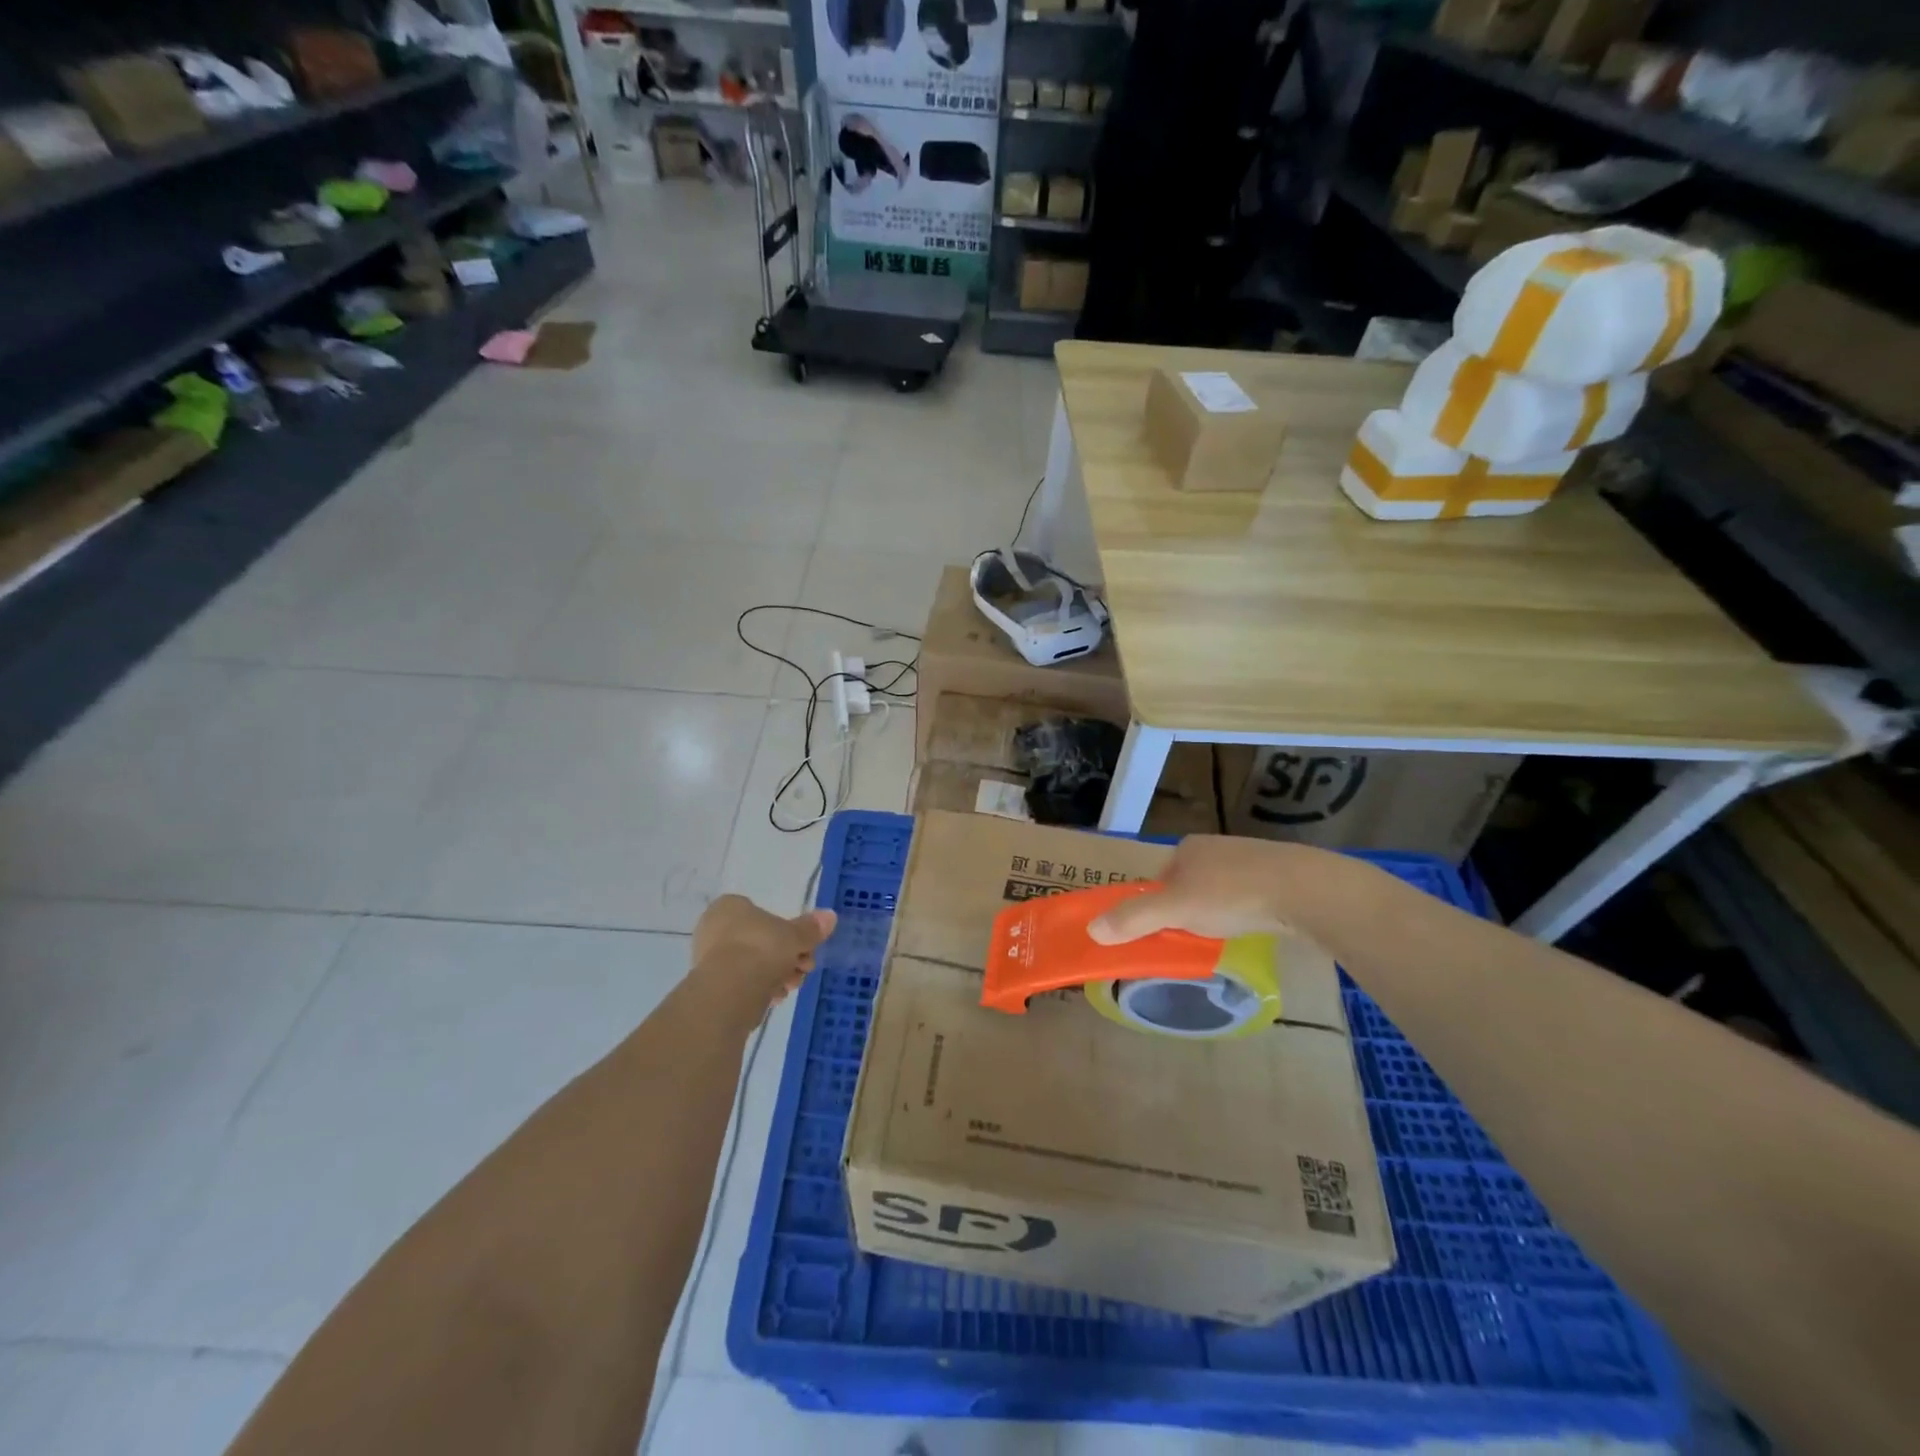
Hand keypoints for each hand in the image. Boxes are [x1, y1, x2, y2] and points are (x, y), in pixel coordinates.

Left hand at [692, 895, 836, 1004]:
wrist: (730, 989)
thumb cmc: (762, 948)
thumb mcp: (795, 935)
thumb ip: (811, 928)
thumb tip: (830, 916)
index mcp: (730, 907)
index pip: (763, 915)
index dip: (787, 932)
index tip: (804, 947)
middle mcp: (714, 928)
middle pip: (761, 941)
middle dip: (786, 957)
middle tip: (804, 969)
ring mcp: (709, 959)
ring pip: (753, 964)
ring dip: (776, 975)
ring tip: (791, 986)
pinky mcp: (710, 987)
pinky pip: (743, 983)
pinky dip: (760, 989)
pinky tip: (774, 998)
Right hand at [1087, 836, 1332, 943]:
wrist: (1306, 890)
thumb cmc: (1233, 894)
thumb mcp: (1175, 910)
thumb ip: (1134, 919)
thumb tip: (1091, 930)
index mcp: (1188, 847)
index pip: (1159, 878)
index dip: (1155, 905)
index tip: (1161, 932)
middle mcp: (1216, 847)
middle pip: (1188, 883)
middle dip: (1187, 910)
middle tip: (1192, 939)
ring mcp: (1252, 858)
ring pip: (1221, 889)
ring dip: (1218, 911)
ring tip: (1225, 936)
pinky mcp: (1281, 874)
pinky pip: (1251, 894)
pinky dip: (1246, 911)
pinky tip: (1254, 926)